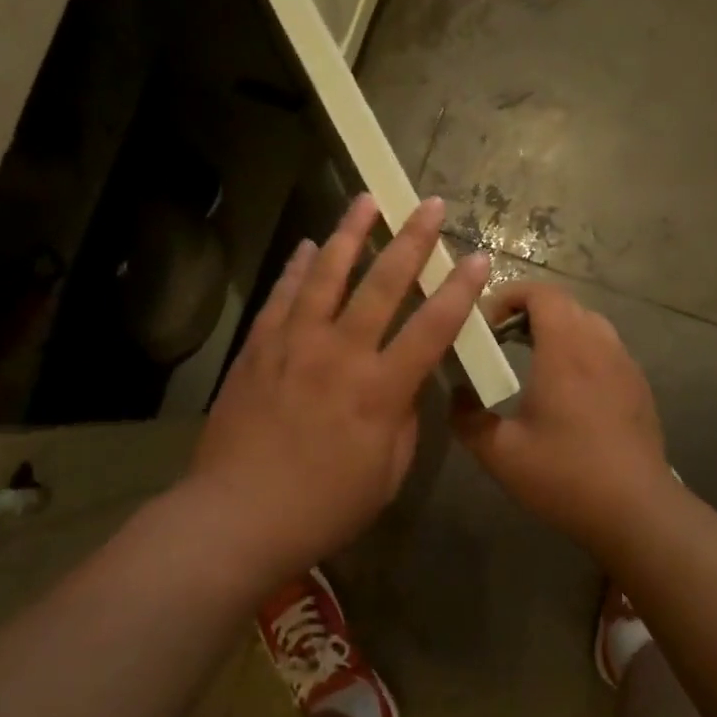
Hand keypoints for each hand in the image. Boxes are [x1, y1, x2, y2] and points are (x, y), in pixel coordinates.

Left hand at [188, 193, 489, 583]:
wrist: (237, 516)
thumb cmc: (322, 507)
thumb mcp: (387, 475)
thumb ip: (404, 421)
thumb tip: (407, 383)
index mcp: (380, 391)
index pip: (432, 327)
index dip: (460, 291)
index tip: (478, 257)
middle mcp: (340, 354)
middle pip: (382, 285)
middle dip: (412, 240)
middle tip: (428, 204)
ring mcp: (294, 346)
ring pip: (326, 276)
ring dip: (349, 234)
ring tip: (365, 200)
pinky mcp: (258, 350)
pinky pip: (282, 297)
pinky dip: (298, 269)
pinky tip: (309, 247)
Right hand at [452, 281, 675, 545]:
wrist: (636, 511)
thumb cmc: (564, 475)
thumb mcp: (500, 453)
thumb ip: (467, 419)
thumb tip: (456, 395)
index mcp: (565, 350)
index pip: (542, 293)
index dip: (510, 295)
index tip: (485, 322)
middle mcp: (599, 346)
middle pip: (565, 304)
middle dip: (528, 311)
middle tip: (500, 339)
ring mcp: (625, 365)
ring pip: (589, 324)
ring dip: (557, 329)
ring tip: (531, 360)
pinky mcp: (638, 386)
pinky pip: (605, 348)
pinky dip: (580, 350)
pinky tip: (566, 390)